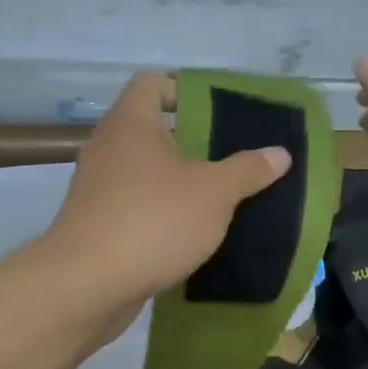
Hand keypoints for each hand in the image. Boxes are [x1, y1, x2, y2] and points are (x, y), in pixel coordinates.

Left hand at [46, 73, 291, 315]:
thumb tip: (280, 153)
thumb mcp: (215, 193)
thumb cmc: (154, 221)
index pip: (153, 83)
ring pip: (145, 170)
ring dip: (178, 180)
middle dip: (192, 142)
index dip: (186, 89)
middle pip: (153, 129)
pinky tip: (191, 231)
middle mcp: (108, 146)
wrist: (87, 285)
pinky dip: (162, 210)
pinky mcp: (96, 222)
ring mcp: (97, 186)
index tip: (219, 113)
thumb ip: (248, 170)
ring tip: (219, 196)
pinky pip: (136, 203)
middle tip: (232, 157)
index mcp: (131, 123)